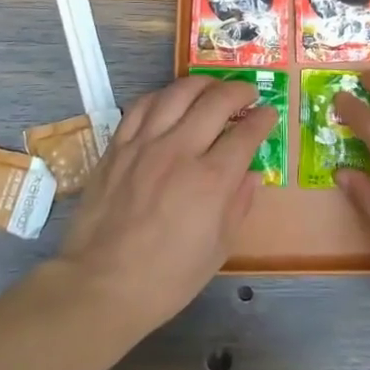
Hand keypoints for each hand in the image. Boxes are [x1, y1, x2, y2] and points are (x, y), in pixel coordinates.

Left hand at [56, 75, 276, 332]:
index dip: (263, 119)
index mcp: (211, 180)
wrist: (100, 286)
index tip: (269, 114)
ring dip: (202, 84)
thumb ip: (238, 204)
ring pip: (177, 93)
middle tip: (248, 95)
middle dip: (239, 92)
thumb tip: (251, 173)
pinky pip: (142, 106)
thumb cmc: (167, 278)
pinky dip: (162, 96)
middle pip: (216, 102)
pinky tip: (170, 100)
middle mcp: (179, 151)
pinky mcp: (117, 147)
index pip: (246, 133)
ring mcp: (144, 145)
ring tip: (213, 88)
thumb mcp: (218, 250)